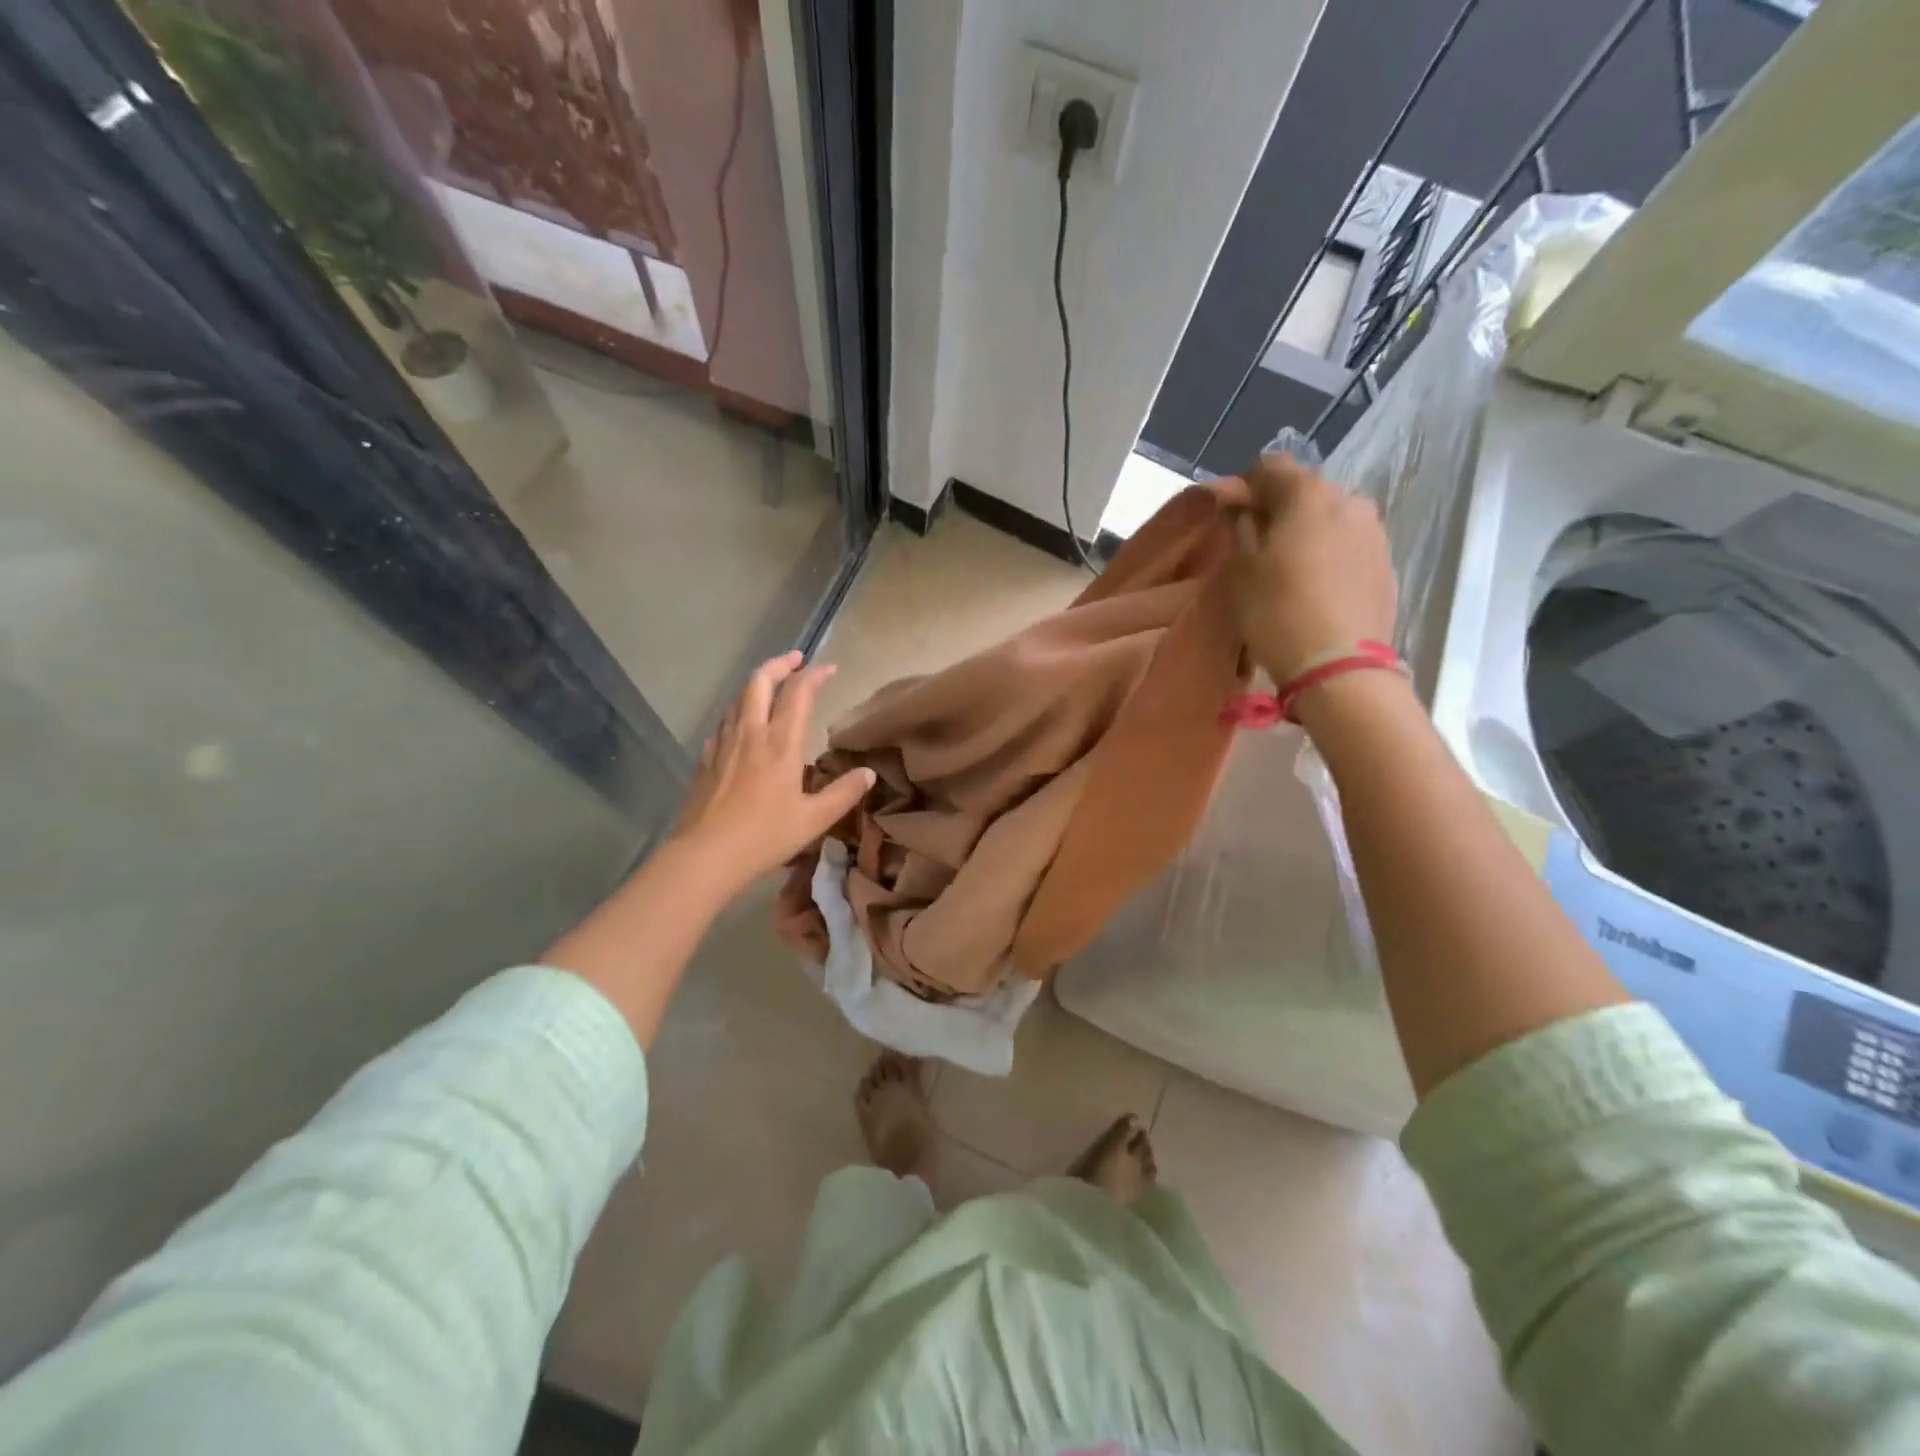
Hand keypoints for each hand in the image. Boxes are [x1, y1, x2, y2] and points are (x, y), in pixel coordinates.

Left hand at [670, 651, 875, 889]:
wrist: (705, 854)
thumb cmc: (764, 836)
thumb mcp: (813, 819)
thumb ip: (843, 793)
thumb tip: (868, 773)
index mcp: (780, 744)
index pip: (798, 694)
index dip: (815, 675)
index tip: (830, 669)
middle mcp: (750, 733)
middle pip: (760, 682)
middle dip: (780, 664)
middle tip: (796, 659)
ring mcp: (724, 744)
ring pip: (738, 698)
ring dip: (757, 684)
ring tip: (771, 685)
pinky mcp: (707, 758)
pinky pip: (724, 722)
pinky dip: (738, 711)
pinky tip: (742, 724)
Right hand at [1225, 453, 1397, 683]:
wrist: (1339, 667)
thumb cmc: (1277, 612)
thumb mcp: (1242, 569)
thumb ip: (1241, 526)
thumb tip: (1241, 505)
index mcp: (1308, 494)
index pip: (1271, 465)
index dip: (1246, 485)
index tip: (1232, 515)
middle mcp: (1349, 500)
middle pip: (1305, 490)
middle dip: (1280, 510)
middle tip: (1258, 546)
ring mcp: (1374, 532)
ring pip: (1330, 517)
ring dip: (1307, 532)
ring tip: (1288, 570)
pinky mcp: (1386, 563)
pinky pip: (1349, 545)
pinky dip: (1329, 554)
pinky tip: (1316, 587)